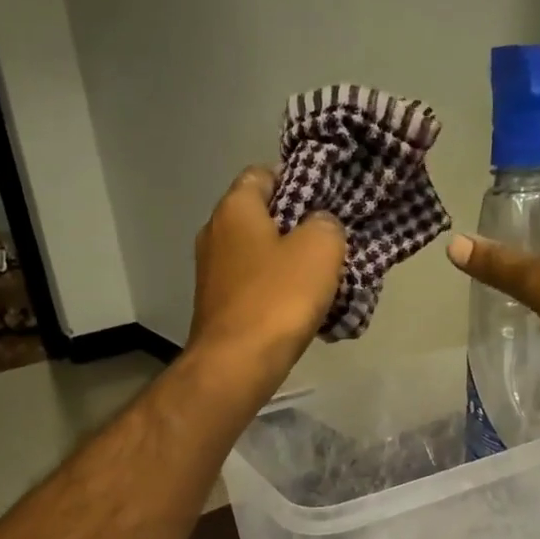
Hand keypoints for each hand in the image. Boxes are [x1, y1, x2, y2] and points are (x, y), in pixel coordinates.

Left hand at [185, 166, 345, 391]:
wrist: (236, 365)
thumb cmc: (278, 299)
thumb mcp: (321, 249)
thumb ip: (326, 225)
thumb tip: (320, 226)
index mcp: (235, 208)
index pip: (263, 174)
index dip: (295, 181)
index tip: (324, 202)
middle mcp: (214, 233)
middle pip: (260, 218)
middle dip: (294, 228)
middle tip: (328, 245)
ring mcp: (210, 274)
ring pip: (257, 256)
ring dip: (285, 265)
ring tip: (319, 282)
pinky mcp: (216, 308)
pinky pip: (252, 289)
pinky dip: (273, 294)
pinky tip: (297, 311)